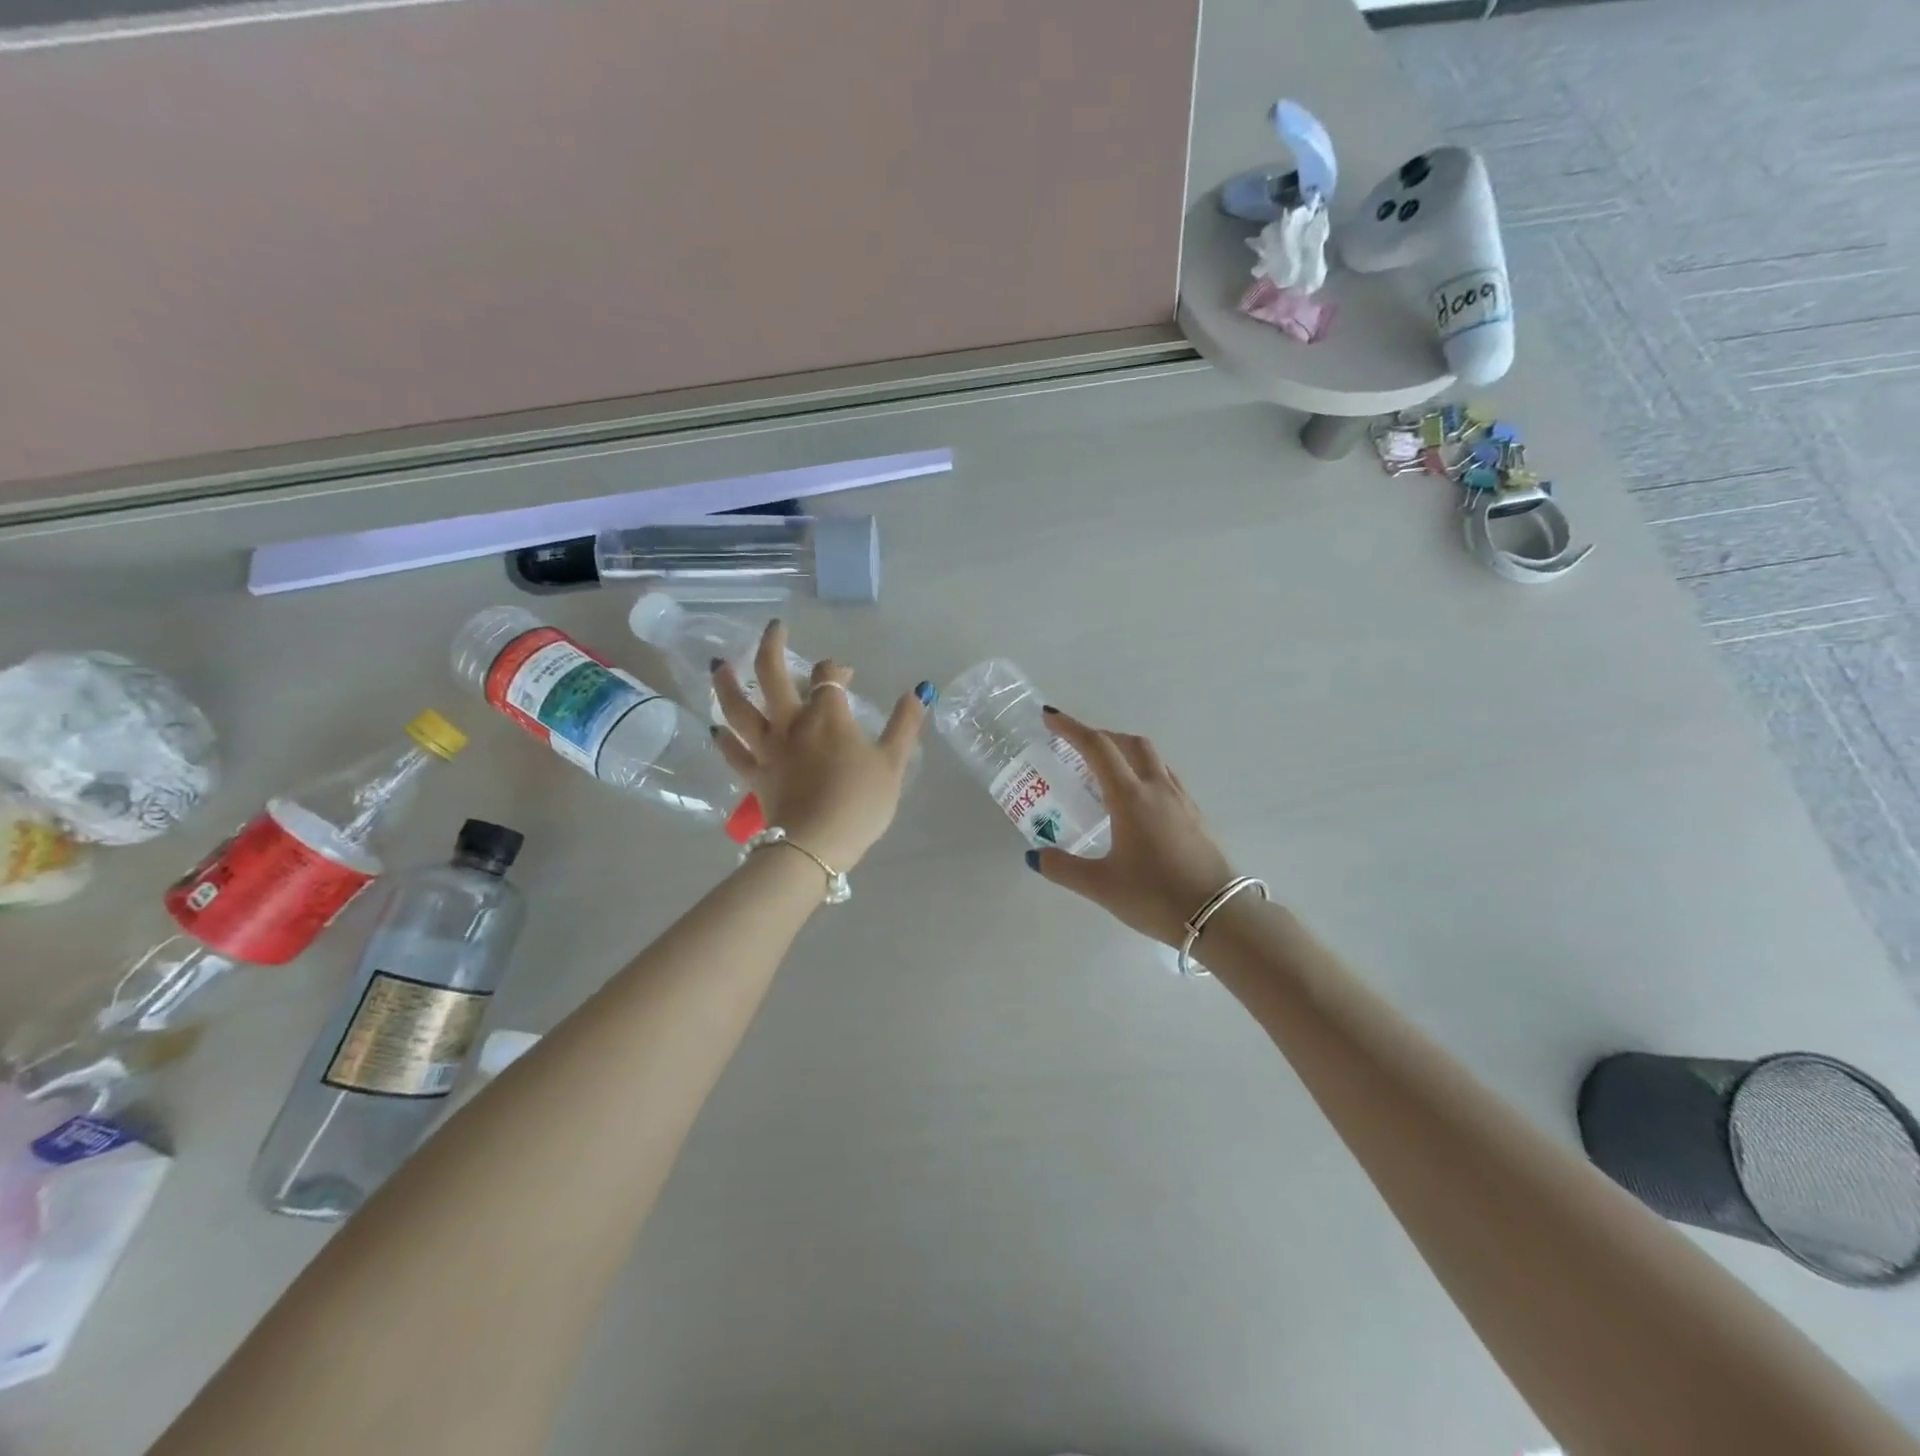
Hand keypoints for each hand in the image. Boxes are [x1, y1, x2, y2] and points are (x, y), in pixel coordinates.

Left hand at [710, 620, 930, 870]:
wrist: (817, 844)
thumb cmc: (860, 802)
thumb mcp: (893, 762)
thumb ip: (905, 724)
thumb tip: (919, 690)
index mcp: (828, 716)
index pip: (827, 677)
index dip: (835, 669)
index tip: (846, 676)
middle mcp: (792, 722)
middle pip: (772, 675)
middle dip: (772, 646)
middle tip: (774, 628)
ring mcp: (768, 748)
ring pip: (738, 708)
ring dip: (727, 683)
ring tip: (719, 665)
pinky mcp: (754, 775)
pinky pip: (733, 753)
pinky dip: (723, 739)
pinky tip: (715, 727)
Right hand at [1028, 707, 1238, 946]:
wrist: (1220, 917)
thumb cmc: (1155, 896)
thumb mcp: (1101, 886)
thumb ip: (1063, 868)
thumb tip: (1034, 856)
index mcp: (1130, 797)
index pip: (1097, 748)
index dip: (1071, 729)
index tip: (1051, 718)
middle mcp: (1158, 789)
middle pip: (1131, 743)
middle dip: (1102, 736)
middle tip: (1078, 747)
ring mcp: (1182, 801)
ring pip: (1154, 759)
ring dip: (1127, 753)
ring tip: (1106, 772)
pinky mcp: (1197, 817)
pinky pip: (1167, 779)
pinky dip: (1145, 774)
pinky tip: (1138, 803)